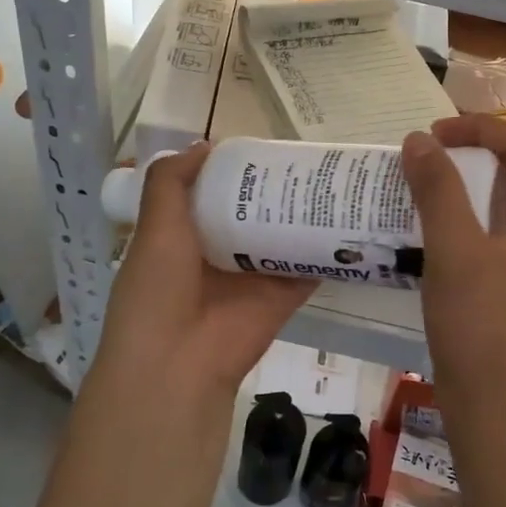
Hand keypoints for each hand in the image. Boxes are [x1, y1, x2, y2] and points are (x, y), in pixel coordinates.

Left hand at [92, 144, 315, 399]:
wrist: (178, 363)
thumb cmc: (157, 289)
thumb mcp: (155, 226)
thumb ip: (171, 182)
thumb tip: (204, 144)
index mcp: (185, 236)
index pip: (213, 194)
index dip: (233, 170)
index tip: (260, 143)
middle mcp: (220, 253)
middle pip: (254, 212)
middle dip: (275, 187)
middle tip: (308, 154)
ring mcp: (254, 276)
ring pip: (284, 236)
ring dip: (304, 213)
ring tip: (335, 176)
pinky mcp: (283, 295)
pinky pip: (309, 267)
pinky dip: (327, 248)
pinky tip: (350, 217)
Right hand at [401, 115, 505, 433]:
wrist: (494, 406)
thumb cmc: (480, 324)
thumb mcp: (455, 249)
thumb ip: (438, 188)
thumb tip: (418, 139)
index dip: (477, 129)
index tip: (432, 134)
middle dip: (472, 152)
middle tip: (426, 151)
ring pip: (505, 200)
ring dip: (466, 183)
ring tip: (422, 178)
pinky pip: (495, 229)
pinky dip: (465, 214)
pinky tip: (431, 220)